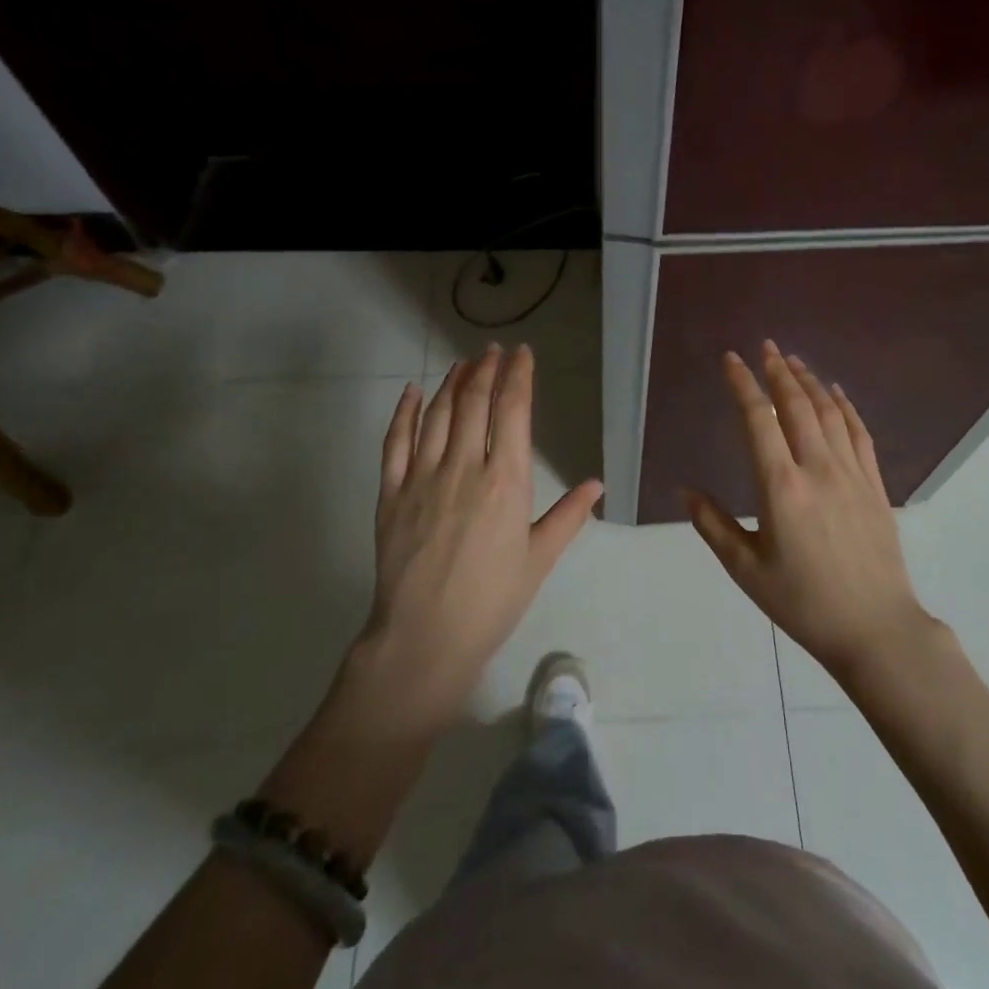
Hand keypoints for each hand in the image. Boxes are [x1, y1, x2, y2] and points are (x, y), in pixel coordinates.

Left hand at [361, 343, 602, 725]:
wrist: (425, 638)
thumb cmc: (491, 601)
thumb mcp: (538, 559)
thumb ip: (568, 517)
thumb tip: (597, 484)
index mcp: (506, 481)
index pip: (513, 412)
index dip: (518, 377)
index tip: (522, 354)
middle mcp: (464, 467)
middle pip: (475, 403)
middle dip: (485, 370)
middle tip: (492, 351)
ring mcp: (423, 477)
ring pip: (437, 414)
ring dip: (451, 383)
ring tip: (462, 364)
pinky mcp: (391, 493)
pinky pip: (395, 442)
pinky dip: (403, 412)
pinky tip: (411, 392)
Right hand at [684, 340, 931, 680]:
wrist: (875, 628)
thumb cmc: (803, 603)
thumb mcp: (746, 570)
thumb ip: (713, 525)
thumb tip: (685, 490)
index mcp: (781, 487)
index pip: (758, 420)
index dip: (743, 385)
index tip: (731, 359)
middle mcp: (817, 468)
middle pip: (796, 405)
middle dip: (778, 371)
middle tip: (766, 347)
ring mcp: (851, 473)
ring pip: (829, 412)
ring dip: (810, 381)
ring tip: (794, 360)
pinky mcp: (874, 484)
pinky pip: (859, 432)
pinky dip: (845, 406)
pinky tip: (836, 393)